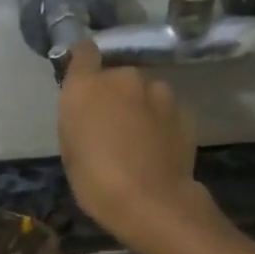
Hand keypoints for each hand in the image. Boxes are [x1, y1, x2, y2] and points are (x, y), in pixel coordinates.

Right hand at [58, 39, 205, 244]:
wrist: (151, 202)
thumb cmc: (96, 181)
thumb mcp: (71, 150)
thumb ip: (79, 118)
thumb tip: (90, 111)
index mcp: (87, 86)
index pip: (84, 51)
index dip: (83, 61)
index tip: (83, 78)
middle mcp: (124, 78)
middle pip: (118, 76)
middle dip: (115, 93)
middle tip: (112, 124)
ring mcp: (159, 93)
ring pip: (146, 91)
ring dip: (141, 106)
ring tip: (139, 139)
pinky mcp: (184, 112)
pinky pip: (166, 110)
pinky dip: (161, 122)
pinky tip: (159, 149)